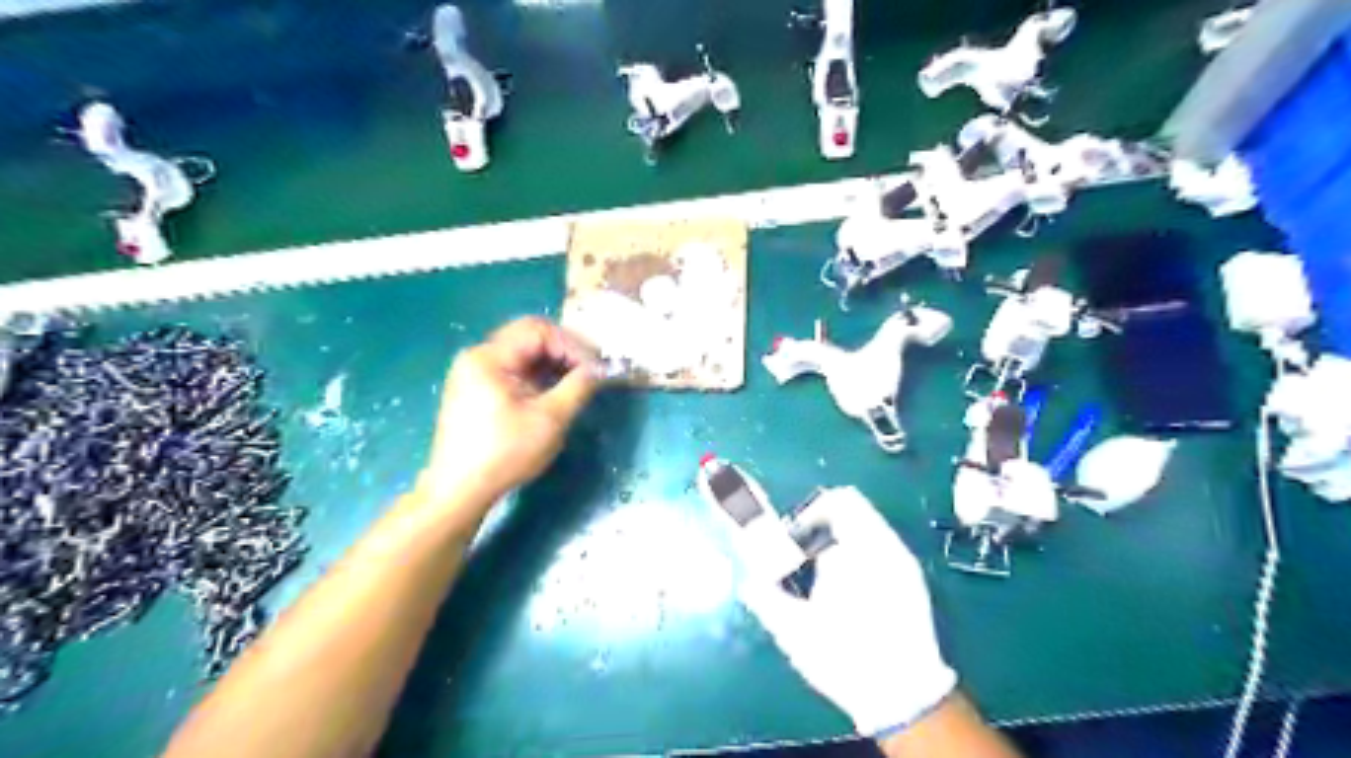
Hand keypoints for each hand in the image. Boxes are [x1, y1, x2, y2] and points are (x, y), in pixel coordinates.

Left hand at [417, 318, 596, 520]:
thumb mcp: (550, 419)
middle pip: (528, 338)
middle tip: (590, 373)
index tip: (595, 368)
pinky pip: (512, 371)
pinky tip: (554, 395)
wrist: (459, 491)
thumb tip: (600, 369)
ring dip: (552, 365)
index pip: (538, 330)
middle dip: (564, 353)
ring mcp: (473, 374)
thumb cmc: (505, 453)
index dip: (572, 345)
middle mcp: (477, 357)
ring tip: (576, 385)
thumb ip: (578, 386)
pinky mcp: (475, 391)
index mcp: (489, 357)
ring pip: (522, 355)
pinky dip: (537, 377)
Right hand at [735, 488, 953, 735]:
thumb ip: (764, 597)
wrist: (905, 697)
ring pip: (867, 527)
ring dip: (839, 540)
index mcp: (857, 549)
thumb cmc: (845, 657)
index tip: (792, 540)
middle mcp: (885, 546)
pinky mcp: (912, 579)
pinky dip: (858, 555)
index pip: (837, 501)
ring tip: (822, 576)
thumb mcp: (794, 631)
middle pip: (852, 509)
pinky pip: (880, 547)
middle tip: (802, 557)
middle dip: (821, 526)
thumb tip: (745, 577)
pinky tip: (847, 591)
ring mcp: (903, 561)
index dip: (808, 513)